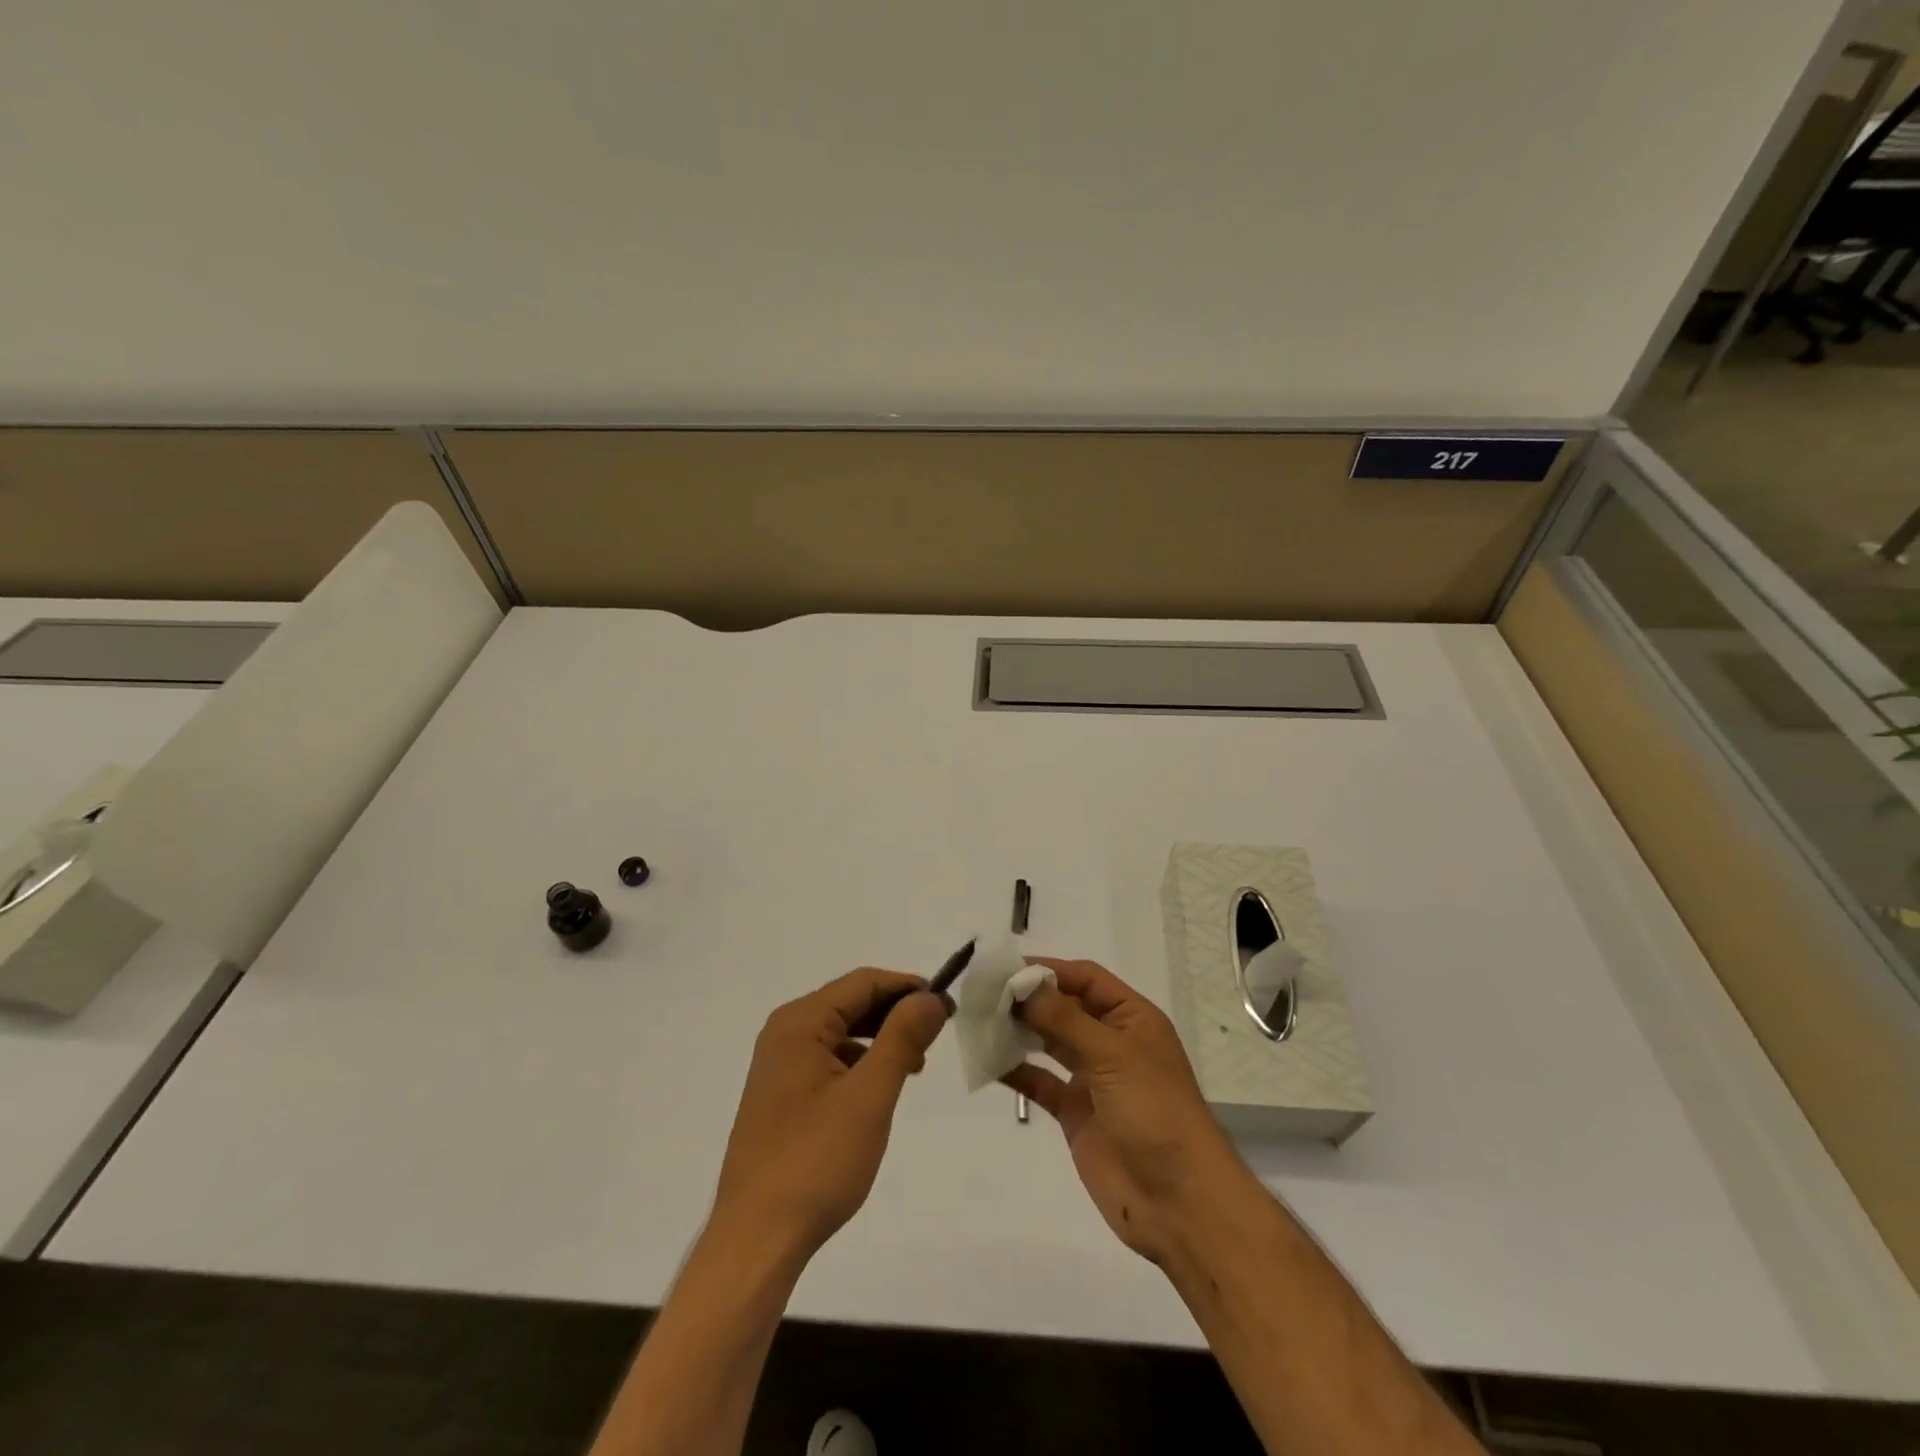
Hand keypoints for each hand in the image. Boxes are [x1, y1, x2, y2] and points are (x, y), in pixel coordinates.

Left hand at [711, 969, 949, 1270]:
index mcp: (799, 1022)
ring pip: (841, 1032)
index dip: (908, 987)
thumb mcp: (870, 1096)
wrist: (757, 1240)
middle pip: (850, 1003)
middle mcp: (784, 1033)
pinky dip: (860, 1063)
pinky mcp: (781, 1096)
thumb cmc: (815, 1161)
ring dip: (880, 1039)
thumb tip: (931, 997)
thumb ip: (902, 1038)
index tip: (948, 1006)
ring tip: (917, 1063)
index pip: (863, 982)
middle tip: (939, 1032)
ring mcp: (779, 1066)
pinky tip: (880, 1089)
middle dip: (896, 1012)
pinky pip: (828, 1060)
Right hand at [1003, 958, 1247, 1265]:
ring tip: (979, 1021)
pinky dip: (1016, 1071)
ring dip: (1018, 1031)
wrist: (1179, 1203)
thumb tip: (1023, 984)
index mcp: (1131, 1018)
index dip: (1048, 970)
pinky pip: (1040, 1082)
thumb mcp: (1113, 1055)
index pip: (1085, 979)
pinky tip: (988, 1061)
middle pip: (1063, 1007)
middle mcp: (1110, 1041)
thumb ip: (1064, 1019)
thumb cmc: (1155, 1112)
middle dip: (1028, 999)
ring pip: (1048, 1042)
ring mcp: (1091, 1078)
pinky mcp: (1074, 1112)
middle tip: (982, 994)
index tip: (1005, 969)